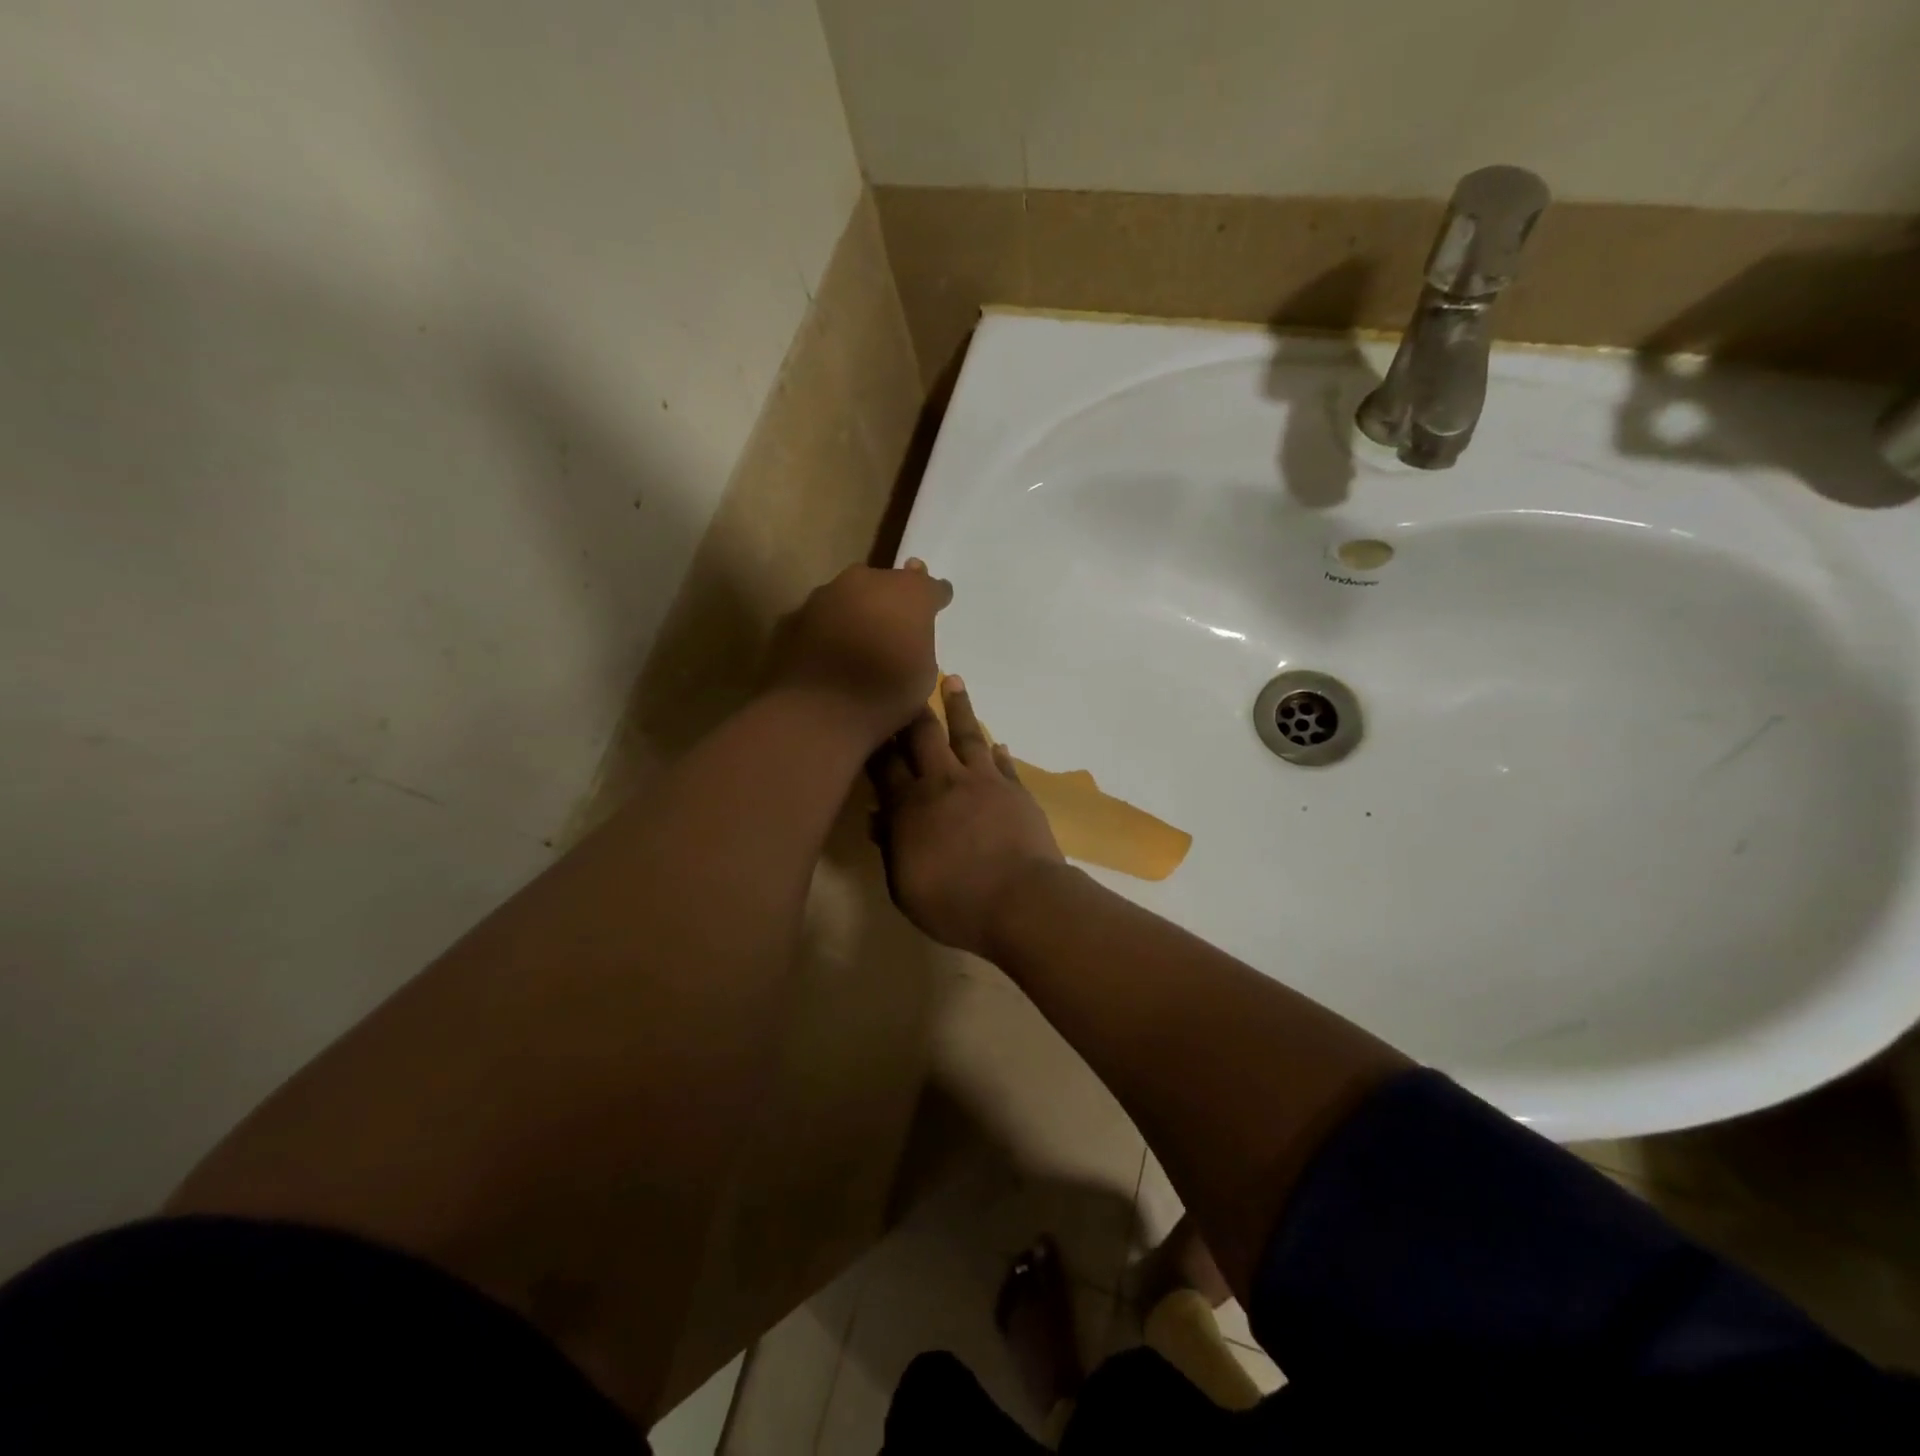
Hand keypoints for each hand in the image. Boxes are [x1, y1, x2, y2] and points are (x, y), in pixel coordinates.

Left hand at [766, 560, 952, 745]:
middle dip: (893, 598)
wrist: (818, 712)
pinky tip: (829, 652)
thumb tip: (908, 636)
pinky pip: (821, 616)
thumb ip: (919, 642)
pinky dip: (828, 628)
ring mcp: (826, 594)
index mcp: (909, 593)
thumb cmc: (886, 695)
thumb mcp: (925, 673)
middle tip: (896, 620)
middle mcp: (867, 581)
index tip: (939, 604)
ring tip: (860, 638)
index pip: (932, 587)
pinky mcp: (795, 614)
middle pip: (887, 583)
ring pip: (850, 595)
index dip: (936, 597)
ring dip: (858, 610)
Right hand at [872, 676, 1065, 957]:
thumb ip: (891, 848)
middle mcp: (944, 782)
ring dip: (959, 707)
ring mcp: (984, 782)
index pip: (885, 764)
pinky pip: (1002, 763)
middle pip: (924, 736)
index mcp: (910, 805)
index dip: (876, 740)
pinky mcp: (1015, 791)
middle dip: (912, 709)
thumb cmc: (953, 902)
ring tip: (953, 680)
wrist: (1020, 901)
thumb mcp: (904, 886)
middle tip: (907, 680)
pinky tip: (997, 742)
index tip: (869, 716)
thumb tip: (879, 818)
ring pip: (967, 735)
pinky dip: (997, 751)